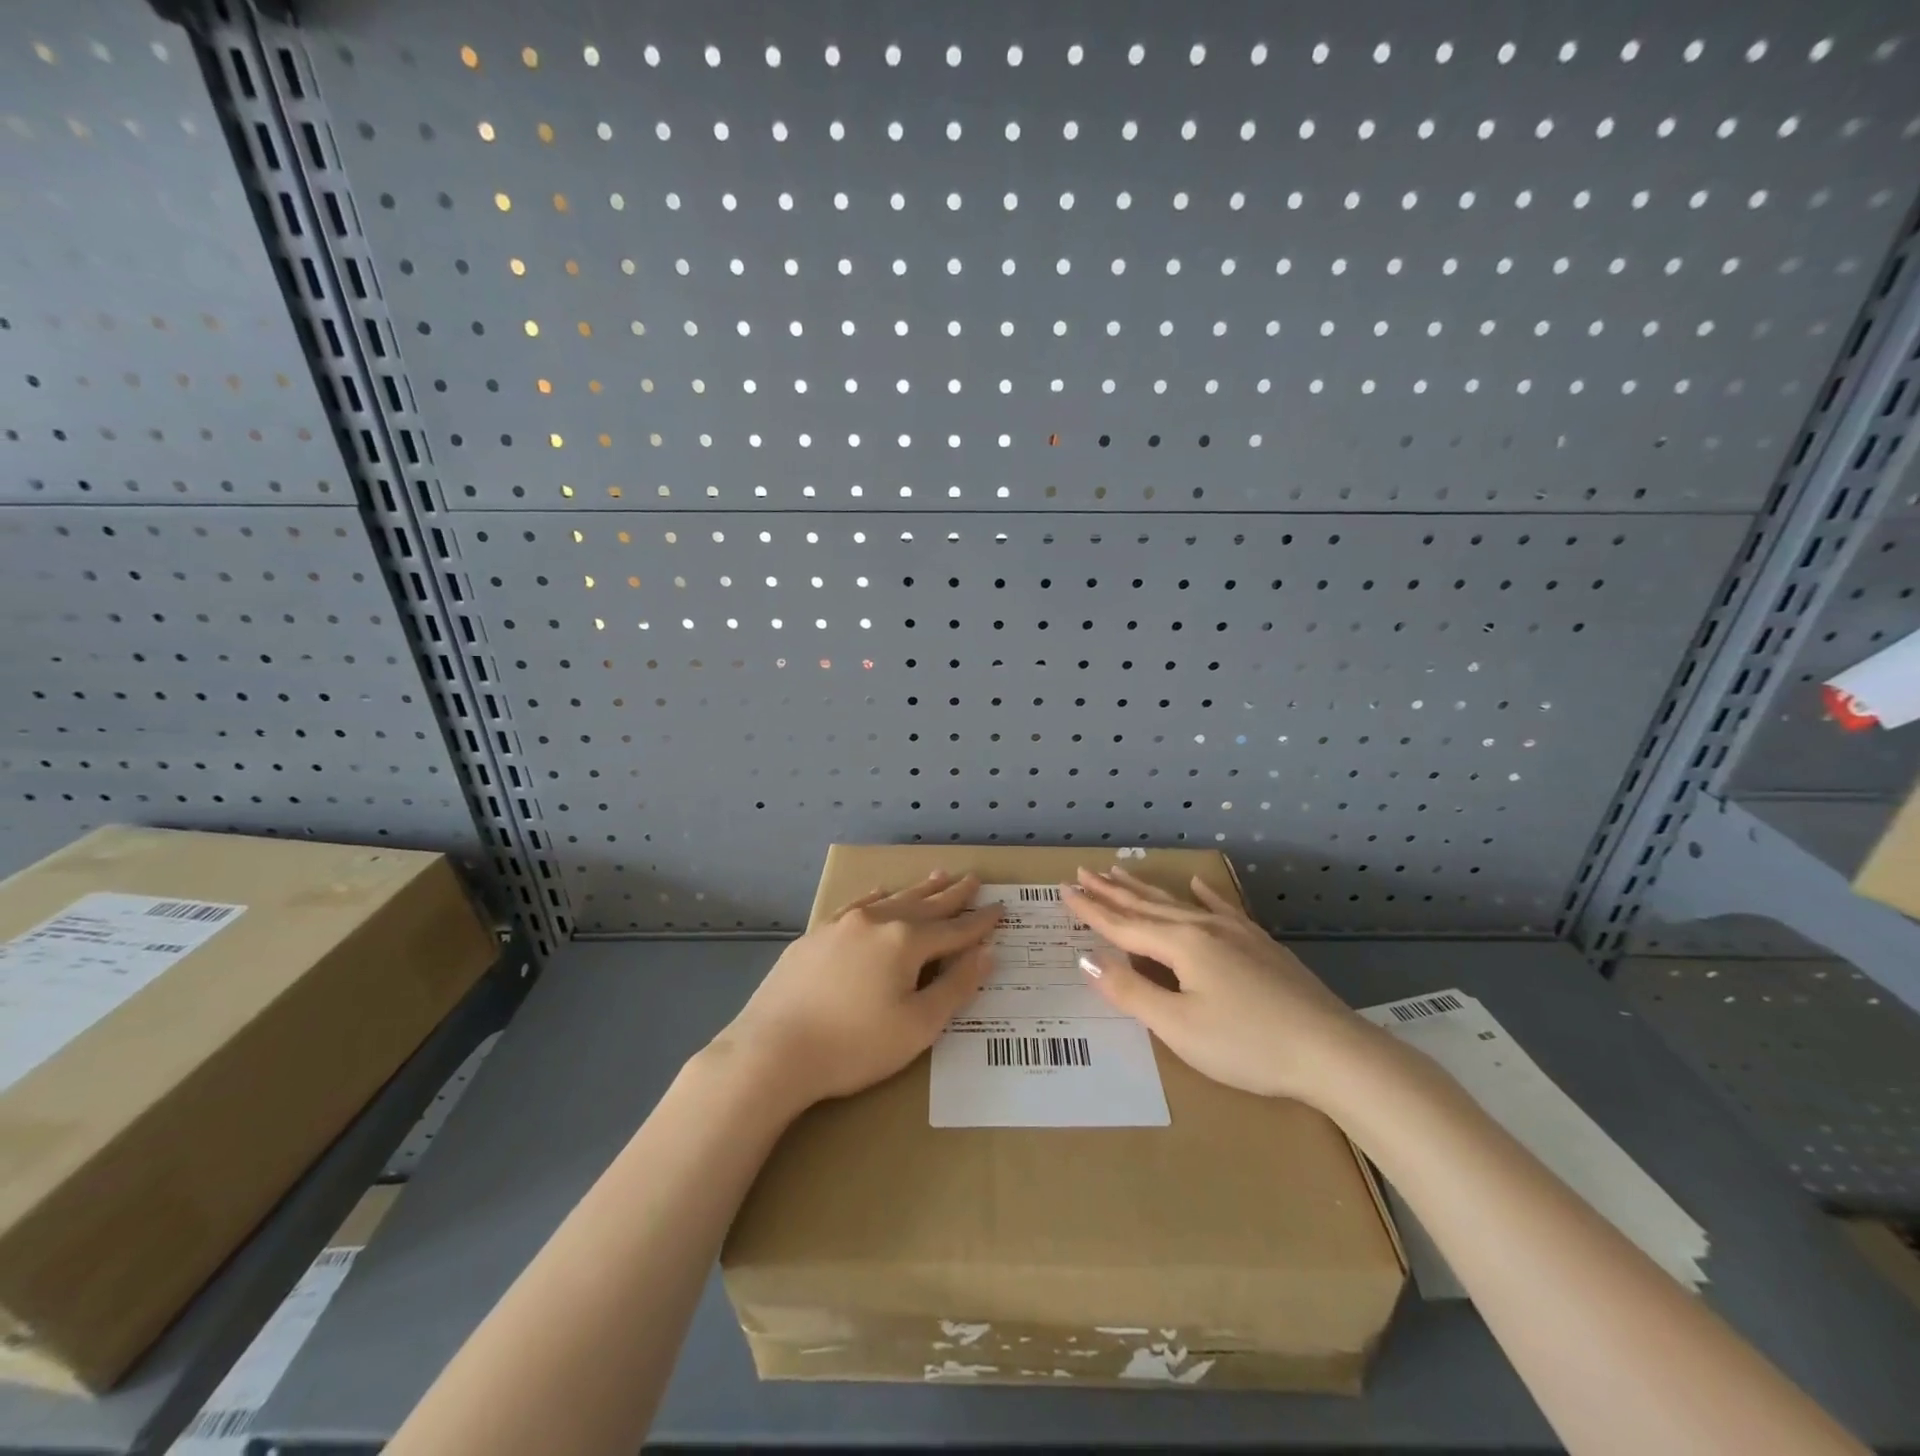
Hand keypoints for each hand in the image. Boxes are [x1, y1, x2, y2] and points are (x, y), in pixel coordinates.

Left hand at [713, 871, 1001, 1111]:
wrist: (772, 1051)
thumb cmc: (854, 1046)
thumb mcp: (918, 1026)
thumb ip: (955, 987)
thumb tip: (986, 953)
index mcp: (905, 942)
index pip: (954, 929)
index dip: (980, 922)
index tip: (1000, 908)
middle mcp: (876, 922)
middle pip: (924, 905)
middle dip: (952, 895)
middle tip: (973, 878)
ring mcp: (842, 925)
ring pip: (890, 899)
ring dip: (917, 890)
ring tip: (938, 875)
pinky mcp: (815, 936)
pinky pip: (855, 906)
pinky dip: (874, 897)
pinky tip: (879, 892)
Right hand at [1063, 866, 1381, 1105]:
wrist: (1332, 1052)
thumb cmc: (1246, 1045)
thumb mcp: (1178, 1026)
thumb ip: (1131, 991)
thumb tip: (1087, 959)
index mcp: (1181, 946)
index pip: (1123, 926)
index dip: (1091, 910)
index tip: (1064, 890)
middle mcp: (1204, 928)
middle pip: (1147, 906)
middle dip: (1112, 891)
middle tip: (1083, 871)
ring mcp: (1236, 933)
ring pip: (1179, 903)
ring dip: (1145, 889)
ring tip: (1120, 872)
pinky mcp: (1260, 945)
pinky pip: (1222, 909)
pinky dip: (1204, 895)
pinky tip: (1197, 884)